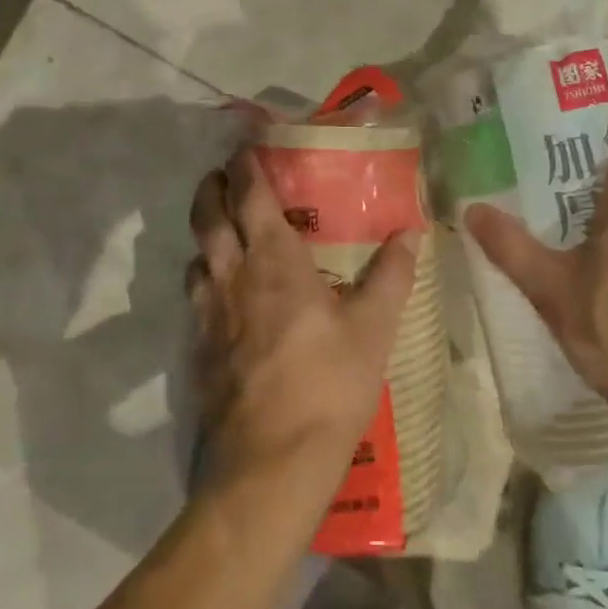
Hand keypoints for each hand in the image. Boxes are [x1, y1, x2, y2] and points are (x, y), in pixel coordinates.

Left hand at [187, 148, 419, 504]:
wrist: (268, 464)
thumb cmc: (327, 384)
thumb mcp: (374, 328)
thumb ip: (392, 275)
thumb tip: (412, 232)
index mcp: (273, 260)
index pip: (250, 195)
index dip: (245, 164)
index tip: (245, 144)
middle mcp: (231, 276)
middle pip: (207, 216)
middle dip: (212, 188)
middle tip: (225, 177)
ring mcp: (207, 315)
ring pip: (195, 257)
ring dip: (206, 236)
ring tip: (225, 235)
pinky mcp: (197, 350)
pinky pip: (195, 298)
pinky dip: (205, 280)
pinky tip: (225, 299)